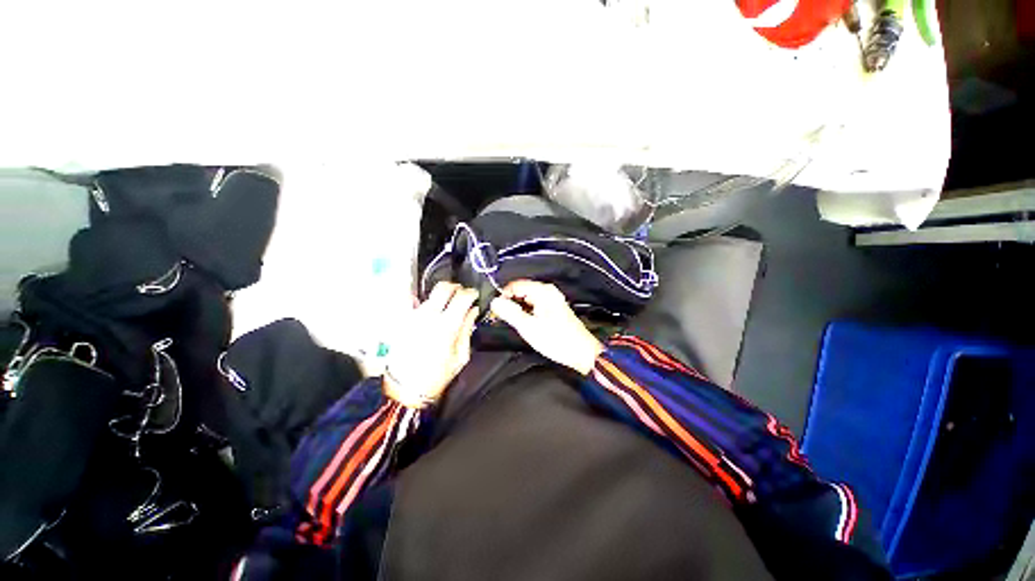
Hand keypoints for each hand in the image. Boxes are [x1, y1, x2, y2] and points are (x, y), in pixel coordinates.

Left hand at [384, 282, 478, 408]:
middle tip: (462, 295)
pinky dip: (422, 302)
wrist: (405, 389)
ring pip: (430, 294)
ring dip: (442, 296)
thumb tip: (473, 310)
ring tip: (447, 307)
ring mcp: (413, 317)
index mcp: (447, 326)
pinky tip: (428, 310)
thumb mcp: (461, 356)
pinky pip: (411, 303)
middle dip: (456, 287)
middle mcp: (429, 316)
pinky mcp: (402, 321)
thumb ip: (467, 329)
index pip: (462, 296)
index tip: (475, 296)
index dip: (471, 293)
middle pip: (443, 287)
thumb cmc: (437, 376)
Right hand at [490, 280, 603, 374]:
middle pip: (521, 290)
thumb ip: (510, 313)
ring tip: (514, 323)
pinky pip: (534, 304)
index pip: (515, 285)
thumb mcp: (529, 328)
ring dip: (518, 308)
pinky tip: (525, 323)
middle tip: (502, 318)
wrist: (581, 352)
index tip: (496, 311)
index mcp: (543, 291)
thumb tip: (495, 302)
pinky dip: (526, 311)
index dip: (503, 296)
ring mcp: (552, 298)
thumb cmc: (557, 340)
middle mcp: (548, 291)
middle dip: (510, 303)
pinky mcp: (554, 307)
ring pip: (527, 298)